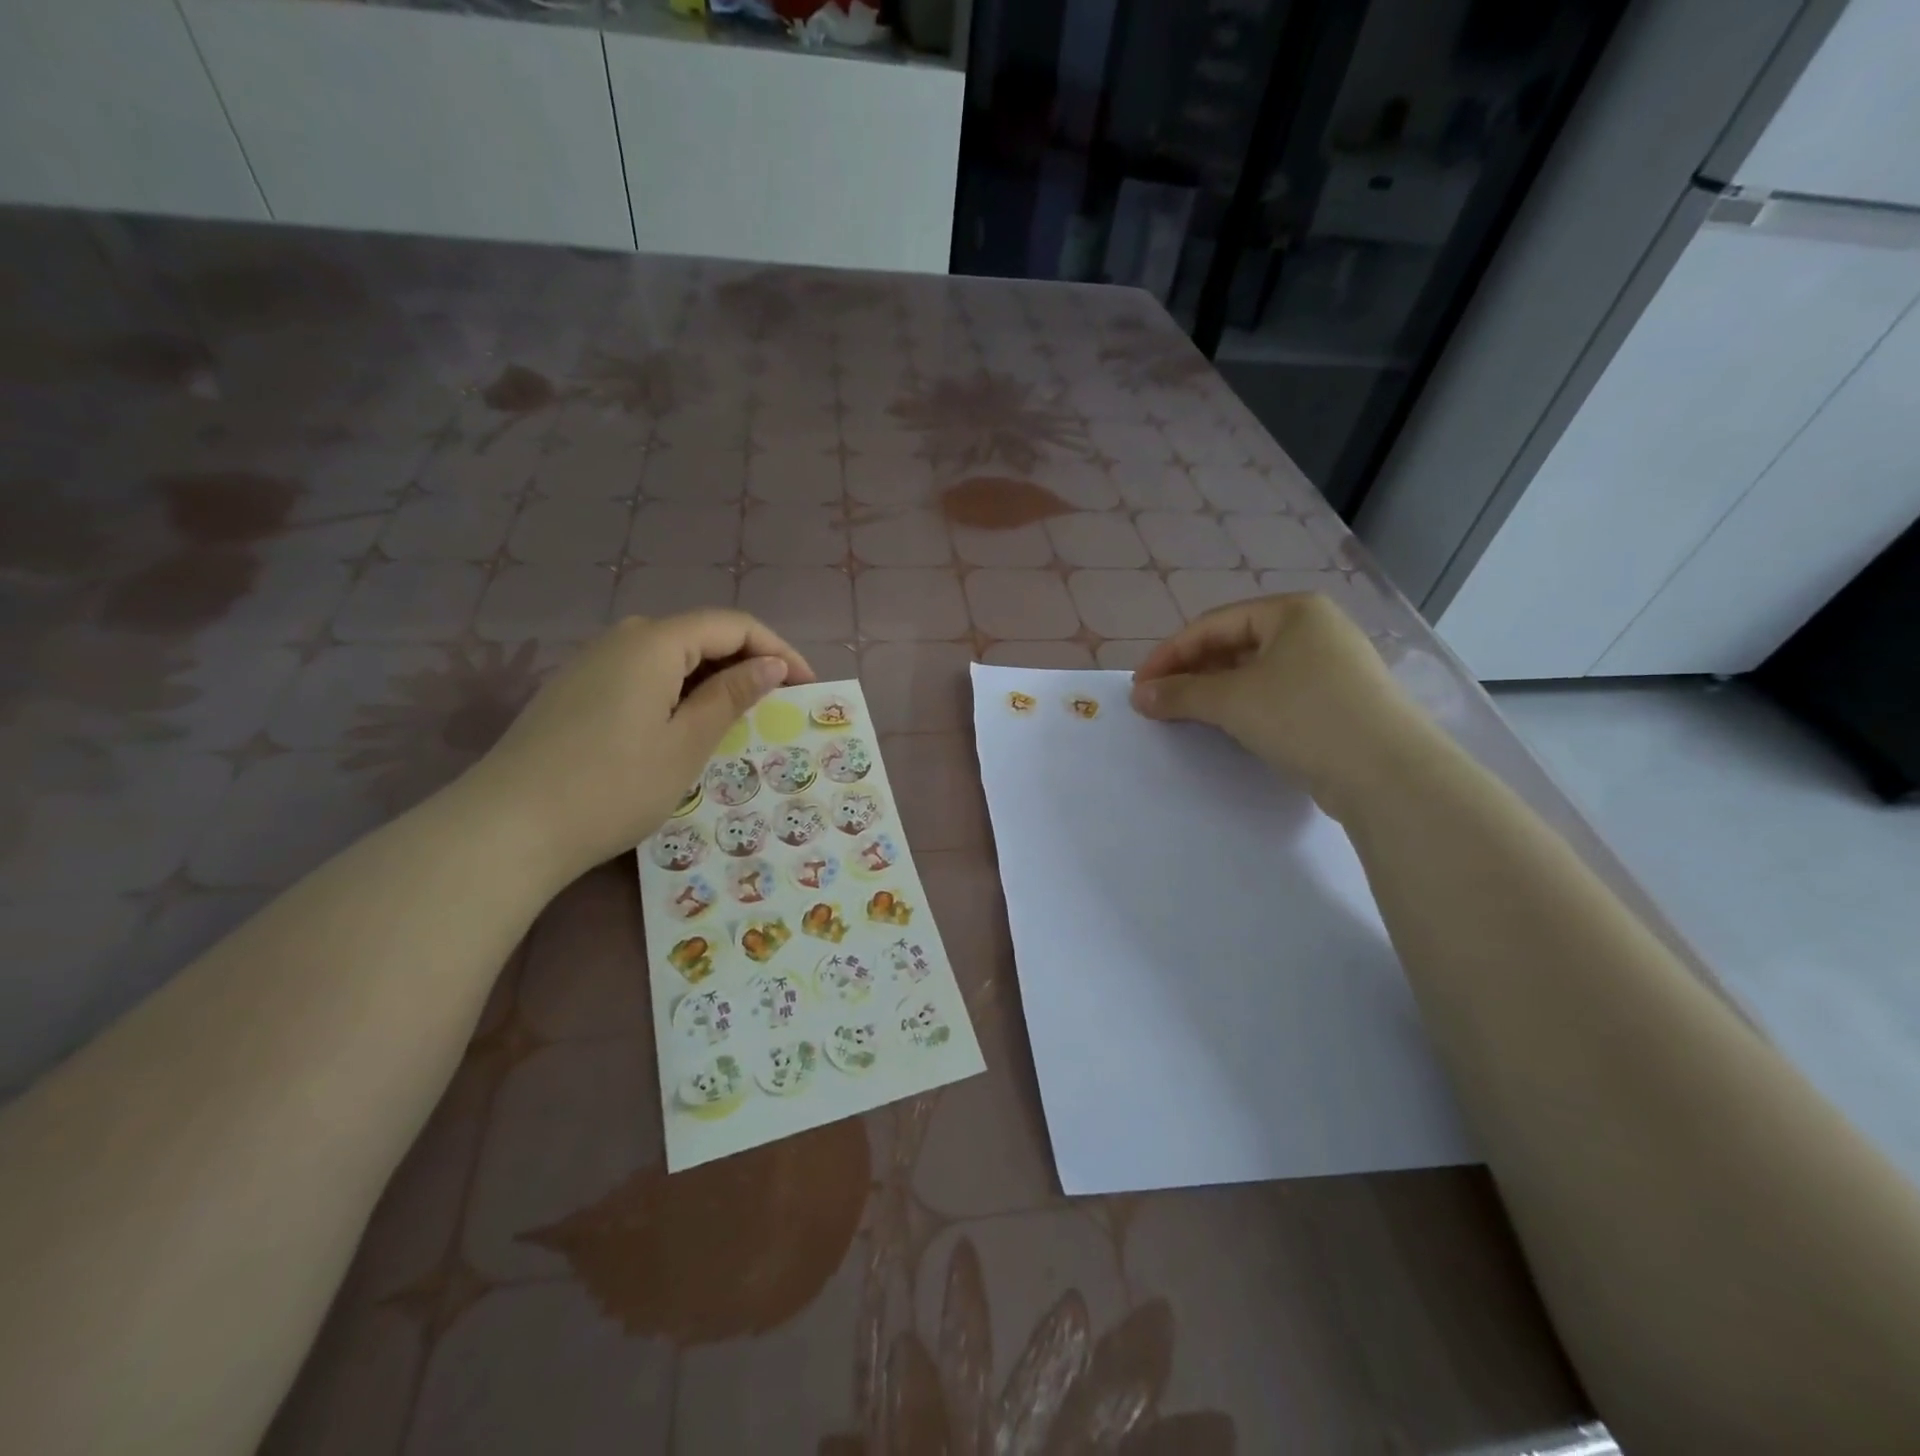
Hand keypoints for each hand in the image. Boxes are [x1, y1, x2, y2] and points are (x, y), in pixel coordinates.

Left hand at [470, 612, 813, 878]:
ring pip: (672, 656)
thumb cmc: (612, 786)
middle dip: (747, 662)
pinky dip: (679, 691)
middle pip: (701, 634)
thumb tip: (772, 663)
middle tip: (777, 706)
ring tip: (739, 720)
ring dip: (713, 679)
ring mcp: (593, 663)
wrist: (507, 828)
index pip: (733, 625)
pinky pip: (644, 675)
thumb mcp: (686, 744)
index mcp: (654, 642)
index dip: (778, 649)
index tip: (807, 687)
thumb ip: (732, 696)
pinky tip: (684, 727)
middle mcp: (622, 639)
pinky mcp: (576, 690)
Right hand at [1129, 593, 1426, 813]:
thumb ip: (1180, 693)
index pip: (1213, 624)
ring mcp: (1332, 667)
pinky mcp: (1339, 703)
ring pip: (1256, 672)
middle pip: (1235, 645)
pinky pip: (1278, 695)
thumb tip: (1139, 695)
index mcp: (1293, 611)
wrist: (1387, 773)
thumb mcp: (1232, 701)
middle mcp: (1315, 629)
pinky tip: (1229, 728)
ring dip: (1216, 691)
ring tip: (1186, 715)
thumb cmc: (1304, 716)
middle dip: (1192, 672)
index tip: (1139, 685)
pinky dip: (1246, 707)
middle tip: (1160, 701)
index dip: (1170, 654)